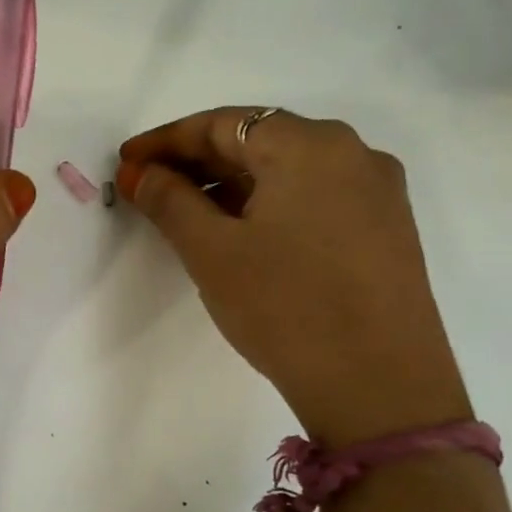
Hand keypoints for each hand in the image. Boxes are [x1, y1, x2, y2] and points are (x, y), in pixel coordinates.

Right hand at [116, 108, 470, 447]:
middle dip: (196, 161)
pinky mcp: (384, 230)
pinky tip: (237, 234)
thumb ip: (170, 200)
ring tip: (182, 213)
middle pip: (258, 141)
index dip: (166, 140)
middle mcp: (352, 154)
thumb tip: (141, 173)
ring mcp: (376, 193)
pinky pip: (311, 198)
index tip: (126, 163)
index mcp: (311, 146)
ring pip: (286, 172)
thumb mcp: (212, 251)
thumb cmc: (285, 307)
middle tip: (146, 186)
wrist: (380, 388)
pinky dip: (266, 204)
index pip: (223, 123)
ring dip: (229, 185)